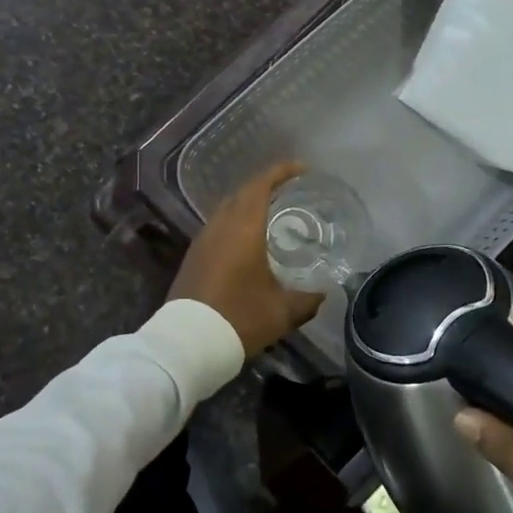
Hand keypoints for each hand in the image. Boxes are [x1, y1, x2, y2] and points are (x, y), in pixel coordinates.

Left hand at [169, 162, 324, 356]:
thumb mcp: (282, 312)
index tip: (302, 169)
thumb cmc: (239, 318)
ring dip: (249, 204)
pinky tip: (248, 241)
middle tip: (291, 191)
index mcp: (243, 228)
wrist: (188, 343)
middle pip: (243, 193)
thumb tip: (324, 293)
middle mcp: (220, 226)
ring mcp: (203, 240)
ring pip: (227, 209)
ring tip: (273, 213)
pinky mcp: (193, 256)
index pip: (261, 185)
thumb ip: (307, 299)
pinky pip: (218, 226)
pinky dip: (236, 222)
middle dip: (266, 186)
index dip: (281, 172)